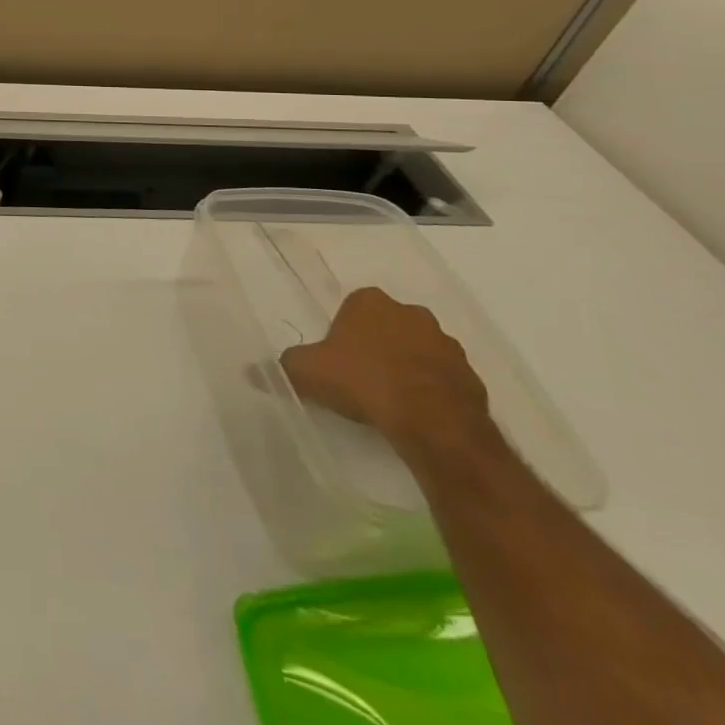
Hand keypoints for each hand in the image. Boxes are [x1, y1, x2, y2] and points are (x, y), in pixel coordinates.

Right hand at [279, 286, 489, 448]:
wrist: (433, 422)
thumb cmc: (363, 381)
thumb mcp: (306, 372)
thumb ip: (283, 367)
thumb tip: (252, 371)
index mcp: (371, 302)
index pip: (352, 307)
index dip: (342, 333)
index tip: (336, 359)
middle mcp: (411, 313)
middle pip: (386, 326)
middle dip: (376, 346)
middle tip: (359, 377)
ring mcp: (447, 344)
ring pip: (417, 351)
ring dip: (405, 367)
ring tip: (388, 400)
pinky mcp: (472, 377)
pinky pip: (442, 379)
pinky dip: (430, 391)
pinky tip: (414, 414)